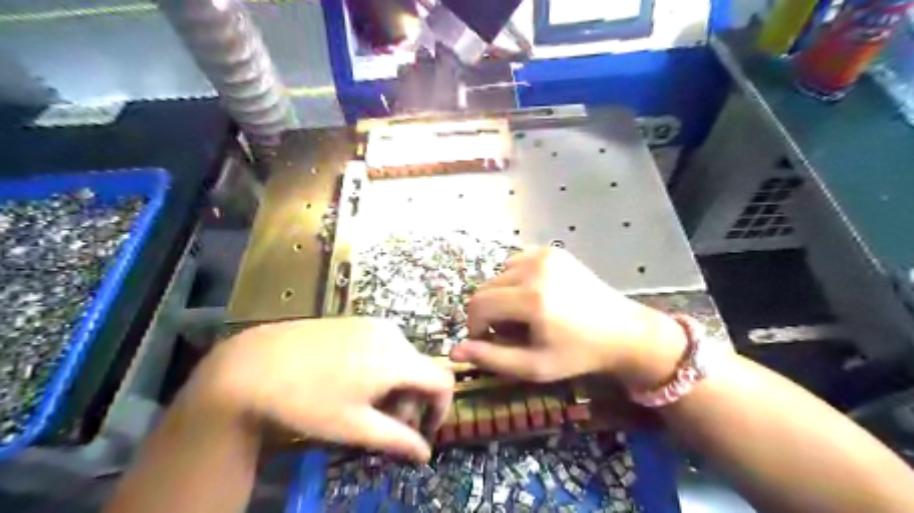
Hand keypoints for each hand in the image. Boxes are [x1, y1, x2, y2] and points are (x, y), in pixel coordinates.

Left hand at [190, 319, 451, 461]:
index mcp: (398, 359)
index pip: (443, 380)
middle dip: (411, 401)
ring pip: (402, 358)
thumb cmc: (308, 400)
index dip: (441, 409)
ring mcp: (373, 324)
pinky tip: (352, 382)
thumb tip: (425, 454)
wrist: (255, 363)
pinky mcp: (356, 321)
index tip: (422, 431)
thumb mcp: (355, 427)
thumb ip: (398, 439)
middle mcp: (393, 335)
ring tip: (365, 405)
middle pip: (421, 370)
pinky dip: (382, 368)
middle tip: (385, 425)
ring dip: (396, 385)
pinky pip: (384, 346)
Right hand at [448, 248, 685, 388]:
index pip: (478, 305)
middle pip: (485, 288)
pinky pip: (516, 262)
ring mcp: (545, 256)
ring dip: (500, 295)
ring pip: (499, 274)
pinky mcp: (553, 251)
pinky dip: (514, 279)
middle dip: (487, 312)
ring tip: (521, 314)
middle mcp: (534, 269)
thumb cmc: (578, 354)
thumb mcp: (534, 366)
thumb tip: (454, 352)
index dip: (475, 325)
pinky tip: (532, 295)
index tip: (486, 340)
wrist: (621, 331)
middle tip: (506, 331)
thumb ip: (492, 358)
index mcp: (531, 299)